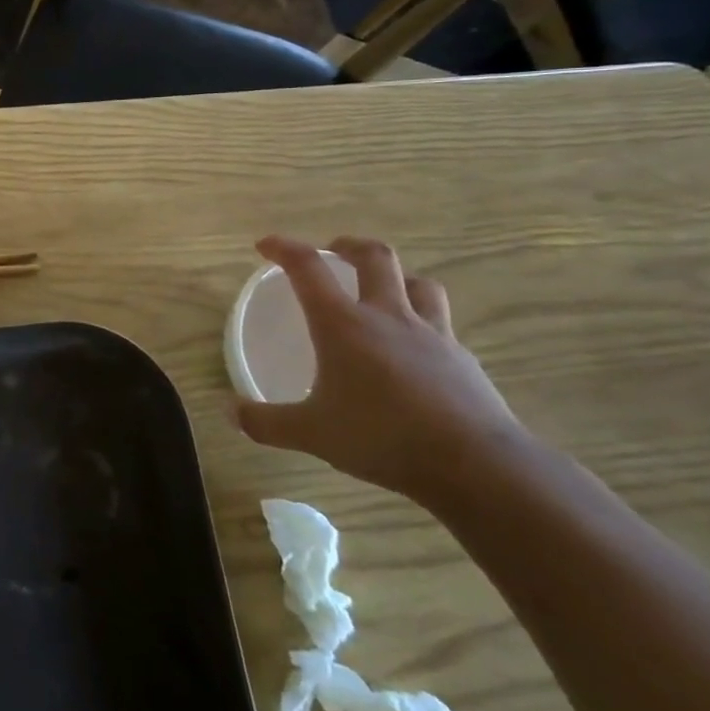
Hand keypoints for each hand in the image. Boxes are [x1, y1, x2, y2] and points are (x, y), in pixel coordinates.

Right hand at [231, 235, 529, 503]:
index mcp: (343, 324)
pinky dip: (425, 324)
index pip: (308, 267)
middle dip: (349, 245)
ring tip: (383, 291)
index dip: (283, 248)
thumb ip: (267, 422)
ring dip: (397, 278)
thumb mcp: (311, 433)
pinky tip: (416, 350)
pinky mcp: (463, 360)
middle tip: (333, 250)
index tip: (265, 246)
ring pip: (419, 284)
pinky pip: (443, 325)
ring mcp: (432, 334)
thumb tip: (231, 413)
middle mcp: (387, 316)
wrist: (477, 465)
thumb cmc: (382, 437)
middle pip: (375, 257)